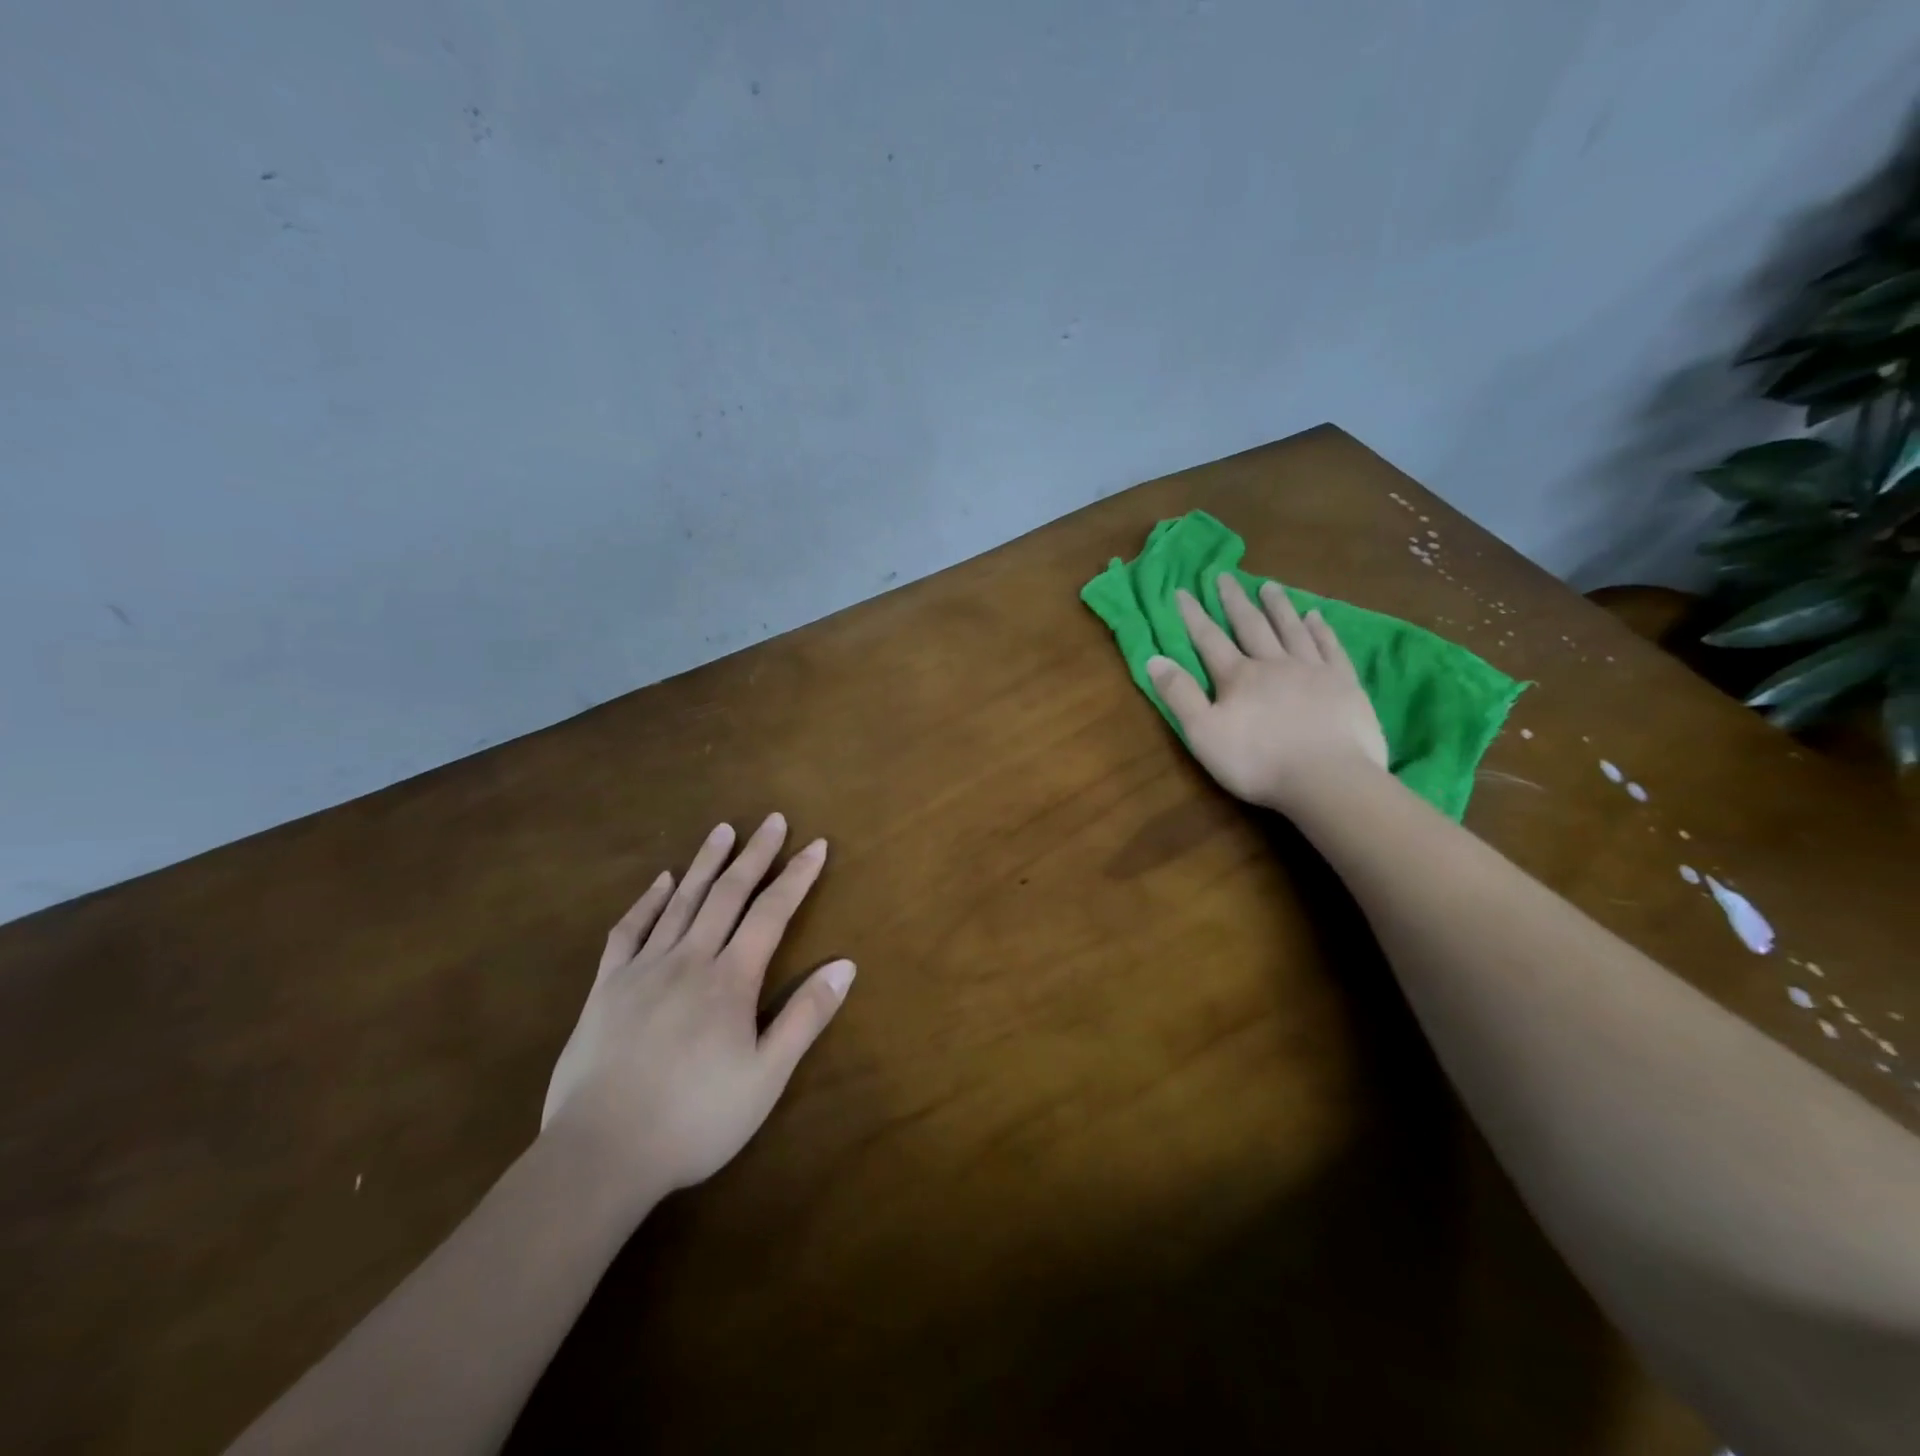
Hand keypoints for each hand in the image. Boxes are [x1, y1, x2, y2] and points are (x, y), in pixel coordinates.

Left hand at [541, 813, 854, 1204]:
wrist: (601, 1153)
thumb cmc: (695, 1119)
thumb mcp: (766, 1077)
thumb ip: (805, 1017)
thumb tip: (845, 965)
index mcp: (730, 979)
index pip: (772, 913)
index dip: (797, 876)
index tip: (816, 845)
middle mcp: (689, 959)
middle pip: (728, 894)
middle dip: (754, 854)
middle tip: (772, 819)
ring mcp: (643, 969)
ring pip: (681, 901)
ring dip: (706, 863)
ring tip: (723, 830)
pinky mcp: (606, 987)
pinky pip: (628, 931)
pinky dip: (647, 901)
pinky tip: (660, 881)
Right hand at [1147, 574, 1387, 810]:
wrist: (1327, 778)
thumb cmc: (1257, 761)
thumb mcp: (1203, 733)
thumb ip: (1179, 695)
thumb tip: (1154, 658)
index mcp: (1238, 677)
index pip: (1209, 639)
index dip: (1193, 616)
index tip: (1182, 591)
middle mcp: (1273, 664)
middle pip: (1251, 626)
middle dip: (1234, 601)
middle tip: (1225, 576)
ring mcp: (1312, 670)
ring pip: (1291, 629)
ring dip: (1278, 606)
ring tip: (1269, 586)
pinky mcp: (1344, 683)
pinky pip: (1329, 647)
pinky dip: (1321, 629)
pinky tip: (1316, 616)